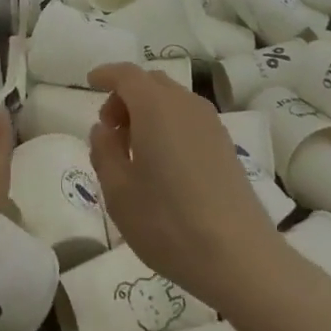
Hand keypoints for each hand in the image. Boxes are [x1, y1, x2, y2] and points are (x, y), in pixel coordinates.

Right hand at [86, 62, 287, 312]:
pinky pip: (188, 118)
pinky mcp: (225, 144)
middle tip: (111, 130)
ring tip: (135, 151)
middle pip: (150, 83)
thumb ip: (104, 152)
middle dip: (125, 96)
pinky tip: (164, 163)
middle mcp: (184, 104)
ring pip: (171, 99)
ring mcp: (210, 123)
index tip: (90, 83)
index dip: (106, 74)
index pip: (126, 74)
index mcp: (155, 106)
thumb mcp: (118, 192)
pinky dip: (169, 124)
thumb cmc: (168, 222)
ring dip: (148, 111)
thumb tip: (104, 129)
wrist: (240, 257)